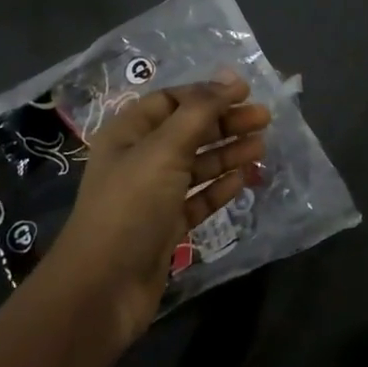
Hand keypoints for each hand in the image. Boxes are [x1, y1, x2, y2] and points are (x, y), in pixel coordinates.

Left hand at [45, 75, 269, 350]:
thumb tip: (231, 77)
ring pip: (197, 165)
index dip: (207, 94)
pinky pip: (199, 199)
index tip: (245, 92)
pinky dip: (221, 187)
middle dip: (226, 123)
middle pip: (189, 131)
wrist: (102, 289)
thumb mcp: (165, 149)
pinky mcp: (166, 227)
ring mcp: (153, 195)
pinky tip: (244, 179)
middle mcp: (139, 160)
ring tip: (262, 148)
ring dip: (228, 153)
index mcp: (128, 134)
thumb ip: (200, 111)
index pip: (171, 100)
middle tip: (265, 119)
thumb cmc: (130, 206)